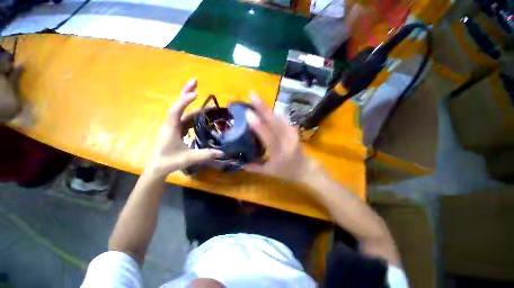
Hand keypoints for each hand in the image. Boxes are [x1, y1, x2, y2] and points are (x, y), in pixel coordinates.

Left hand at [145, 79, 222, 177]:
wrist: (158, 167)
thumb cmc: (170, 161)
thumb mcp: (189, 158)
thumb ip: (206, 154)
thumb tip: (223, 153)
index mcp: (171, 128)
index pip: (176, 111)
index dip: (185, 101)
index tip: (196, 95)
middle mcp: (172, 124)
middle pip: (178, 105)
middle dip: (186, 92)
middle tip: (195, 81)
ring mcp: (174, 126)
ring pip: (183, 111)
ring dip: (191, 103)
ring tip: (201, 95)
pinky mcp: (177, 129)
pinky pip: (186, 118)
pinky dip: (194, 114)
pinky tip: (202, 114)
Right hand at [244, 94, 317, 181]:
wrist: (305, 168)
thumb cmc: (287, 172)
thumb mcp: (270, 172)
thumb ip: (255, 168)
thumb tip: (240, 164)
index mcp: (279, 152)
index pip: (268, 136)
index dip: (258, 125)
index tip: (248, 113)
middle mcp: (286, 141)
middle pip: (274, 122)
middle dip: (263, 108)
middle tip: (252, 95)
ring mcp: (292, 133)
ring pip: (278, 117)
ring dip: (267, 107)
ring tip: (256, 98)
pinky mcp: (293, 130)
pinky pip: (282, 118)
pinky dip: (273, 111)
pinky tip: (267, 106)